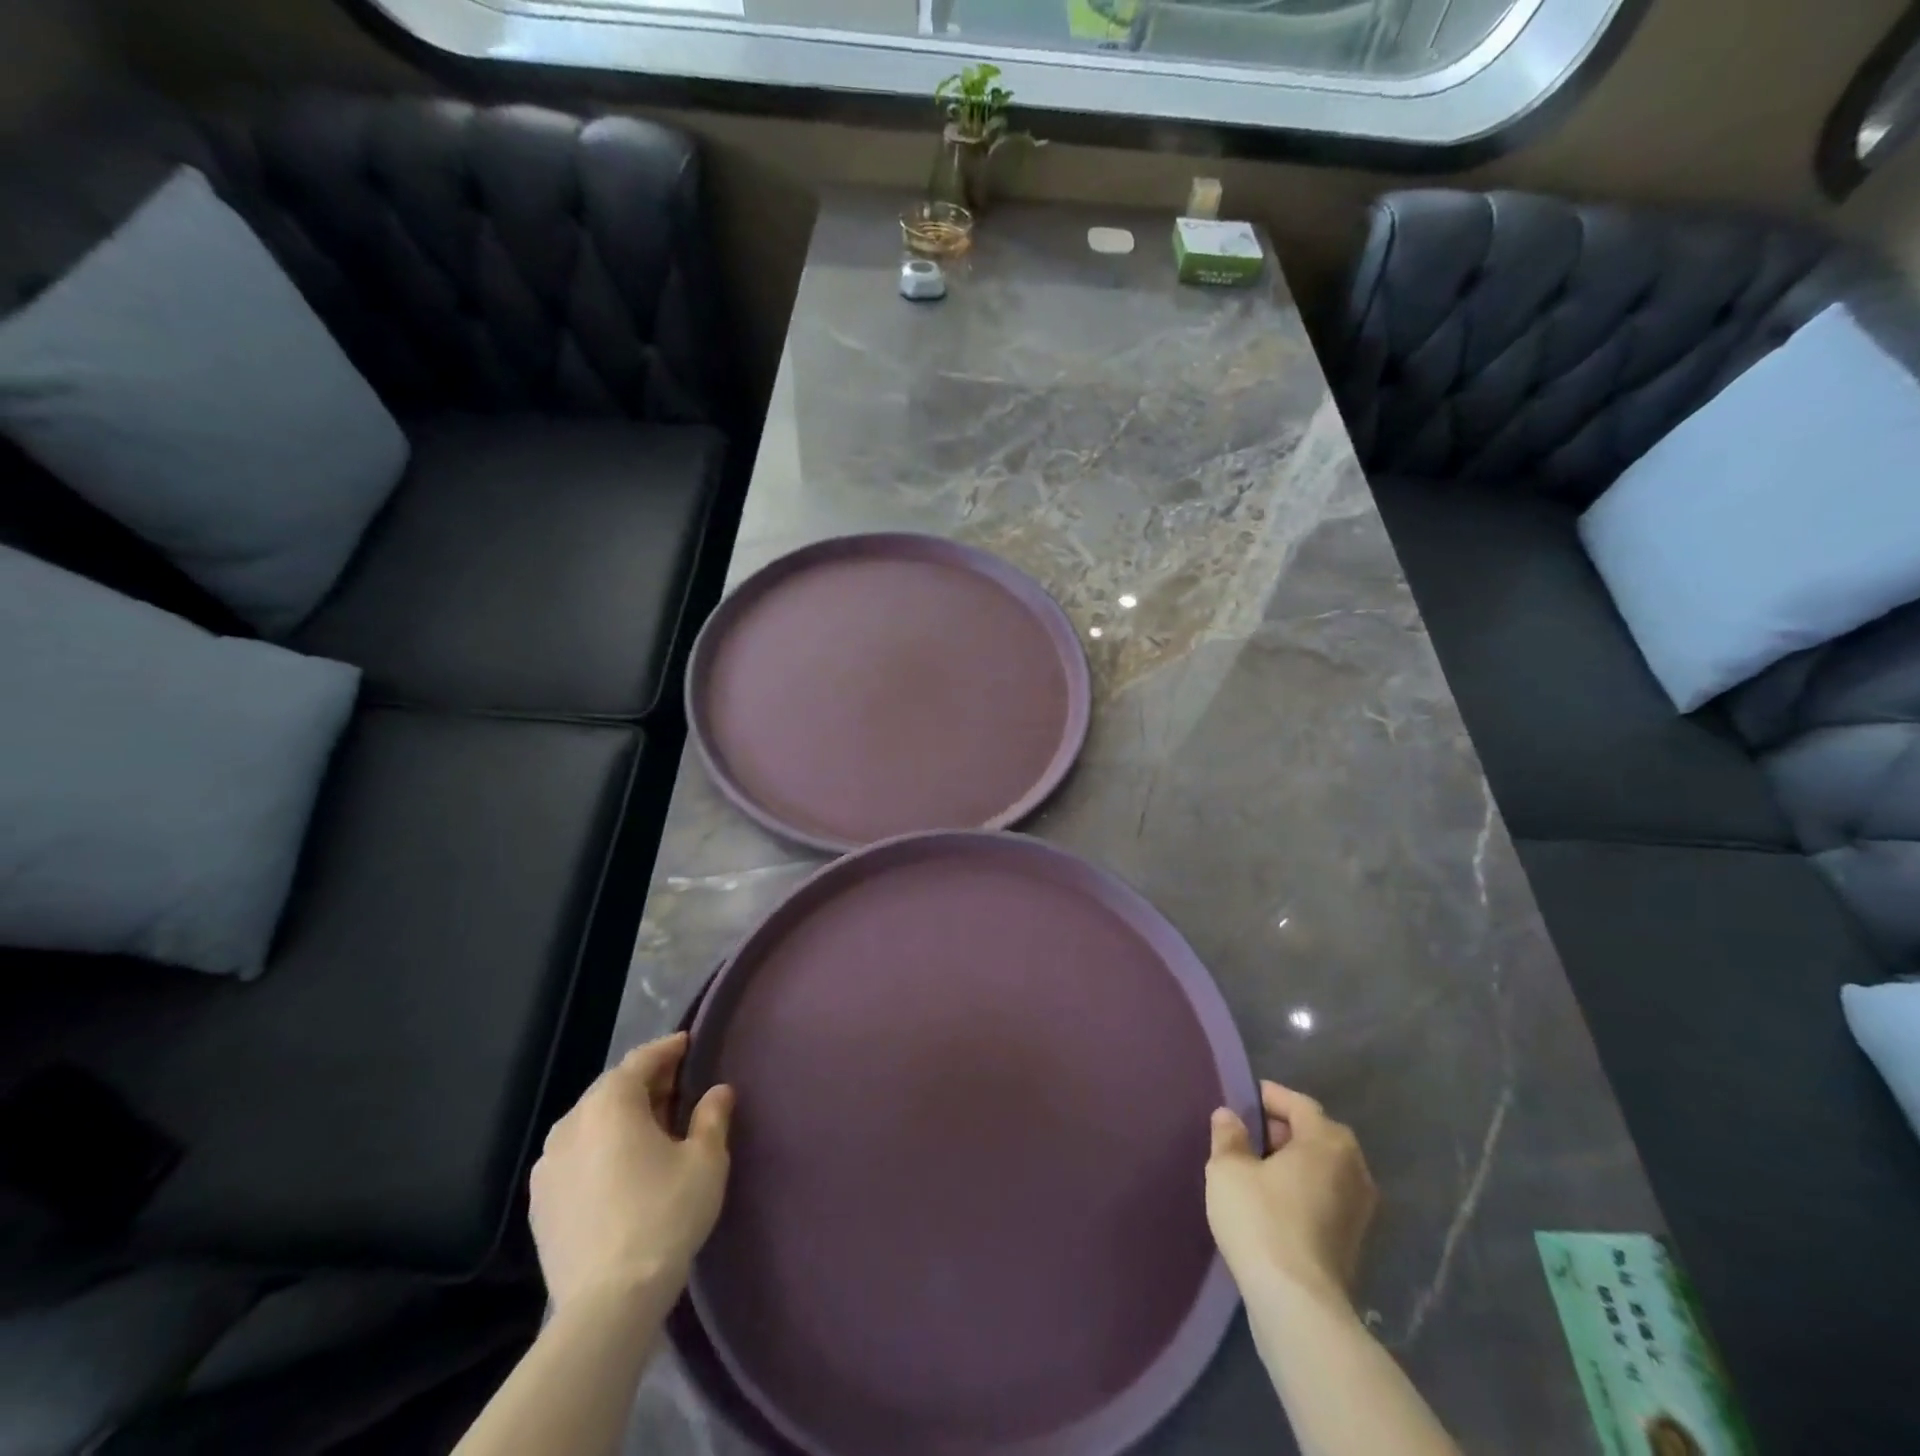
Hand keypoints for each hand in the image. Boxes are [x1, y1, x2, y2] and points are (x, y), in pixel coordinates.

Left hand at [529, 1033, 733, 1310]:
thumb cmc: (664, 1216)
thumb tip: (717, 1091)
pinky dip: (600, 1149)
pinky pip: (576, 1156)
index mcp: (610, 1104)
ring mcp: (548, 1166)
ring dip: (621, 1117)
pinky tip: (621, 1168)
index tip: (689, 1044)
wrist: (607, 1305)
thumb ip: (712, 1117)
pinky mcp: (539, 1204)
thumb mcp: (705, 1160)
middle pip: (612, 1089)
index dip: (668, 1049)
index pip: (641, 1060)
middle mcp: (571, 1124)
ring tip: (652, 1129)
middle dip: (646, 1084)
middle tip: (679, 1088)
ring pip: (591, 1123)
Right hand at [1206, 1081, 1377, 1311]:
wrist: (1298, 1306)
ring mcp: (1361, 1209)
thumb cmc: (1262, 1220)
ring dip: (1294, 1163)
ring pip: (1323, 1169)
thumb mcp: (1228, 1169)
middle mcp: (1354, 1169)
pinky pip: (1326, 1197)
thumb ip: (1228, 1135)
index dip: (1269, 1097)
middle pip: (1316, 1134)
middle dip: (1282, 1130)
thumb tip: (1229, 1116)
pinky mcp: (1355, 1242)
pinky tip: (1273, 1202)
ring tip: (1256, 1168)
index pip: (1299, 1104)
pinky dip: (1302, 1190)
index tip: (1242, 1099)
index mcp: (1328, 1142)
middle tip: (1247, 1134)